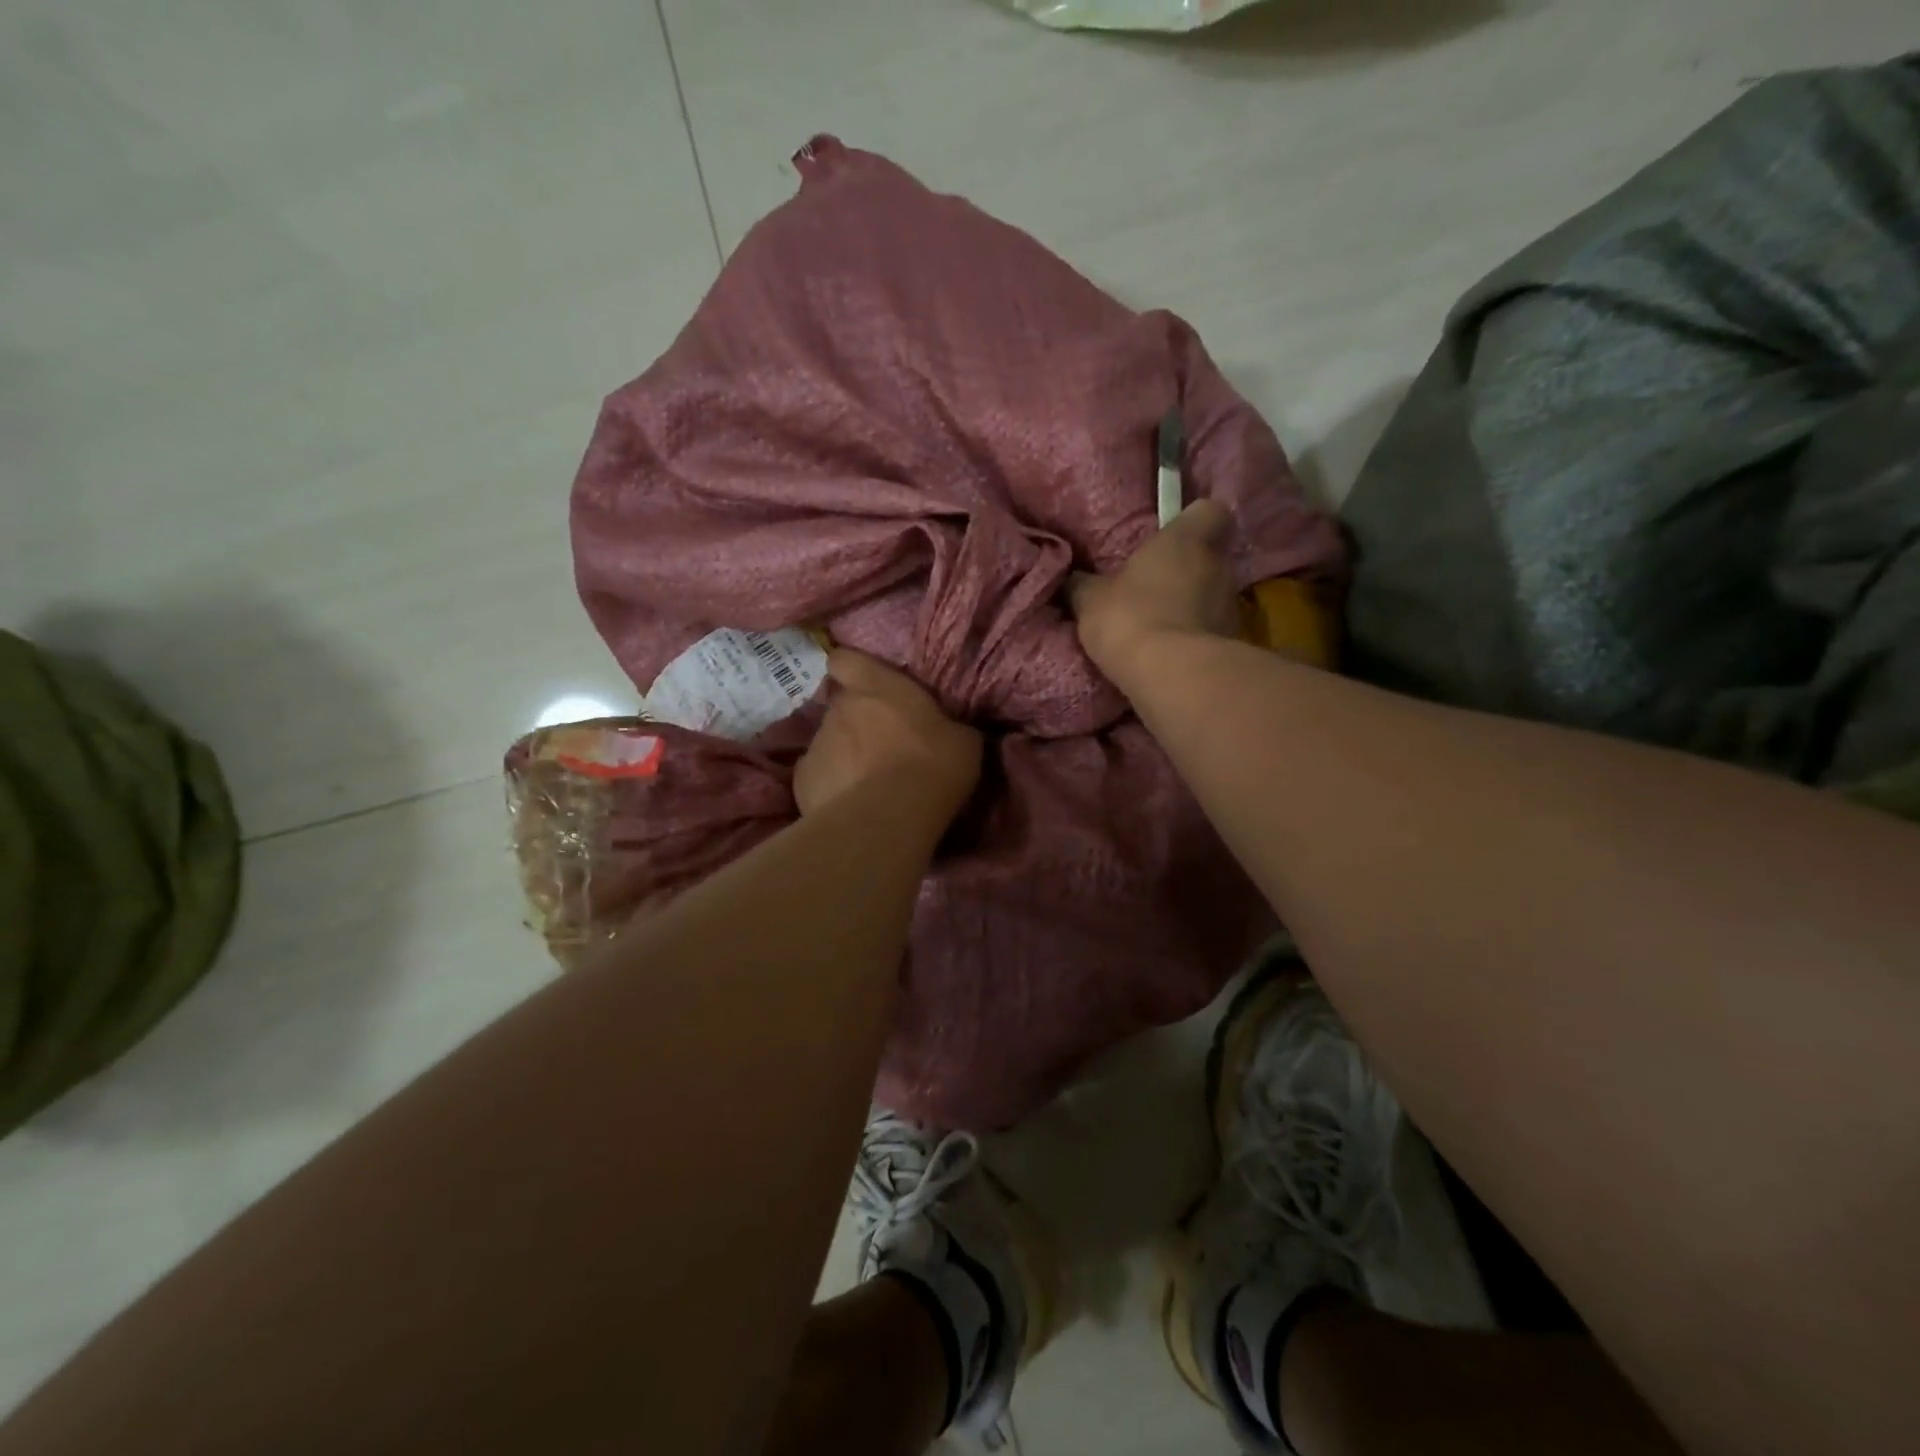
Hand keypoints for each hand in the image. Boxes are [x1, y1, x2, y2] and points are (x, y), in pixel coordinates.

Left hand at [793, 650, 981, 822]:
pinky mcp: (802, 781)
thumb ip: (948, 726)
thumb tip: (949, 730)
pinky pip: (818, 778)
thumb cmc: (932, 766)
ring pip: (829, 743)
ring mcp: (816, 744)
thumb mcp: (963, 741)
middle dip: (857, 722)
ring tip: (868, 784)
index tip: (862, 683)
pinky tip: (850, 806)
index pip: (845, 660)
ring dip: (845, 757)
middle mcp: (840, 708)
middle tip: (882, 747)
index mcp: (877, 685)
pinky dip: (831, 787)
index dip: (851, 669)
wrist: (887, 818)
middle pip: (841, 707)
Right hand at [1069, 499, 1240, 685]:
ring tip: (1158, 628)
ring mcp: (1231, 608)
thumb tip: (1074, 580)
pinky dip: (1193, 640)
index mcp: (1185, 541)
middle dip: (1184, 572)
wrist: (1170, 675)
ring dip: (1189, 608)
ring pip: (1211, 598)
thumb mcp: (1091, 599)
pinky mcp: (1232, 645)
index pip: (1209, 512)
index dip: (1192, 521)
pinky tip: (1168, 656)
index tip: (1172, 536)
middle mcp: (1218, 567)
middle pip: (1208, 559)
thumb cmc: (1130, 617)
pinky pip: (1210, 634)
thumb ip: (1085, 584)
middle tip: (1152, 588)